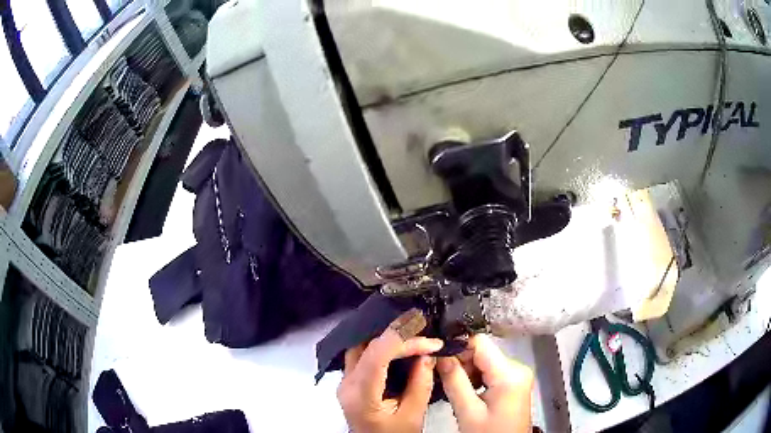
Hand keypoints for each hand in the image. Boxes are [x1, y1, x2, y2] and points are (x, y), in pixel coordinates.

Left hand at [337, 309, 443, 432]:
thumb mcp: (412, 416)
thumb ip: (420, 384)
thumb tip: (428, 355)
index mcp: (360, 395)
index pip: (377, 355)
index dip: (405, 341)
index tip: (432, 341)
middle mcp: (346, 383)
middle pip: (367, 346)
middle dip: (398, 336)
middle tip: (425, 333)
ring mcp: (345, 382)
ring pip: (362, 347)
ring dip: (388, 339)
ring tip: (414, 335)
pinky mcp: (349, 382)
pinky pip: (362, 355)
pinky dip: (381, 347)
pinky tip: (399, 347)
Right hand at [437, 334, 533, 432]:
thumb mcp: (467, 411)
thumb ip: (454, 380)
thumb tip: (439, 353)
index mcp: (510, 373)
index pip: (479, 342)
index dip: (457, 347)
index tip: (438, 359)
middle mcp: (518, 368)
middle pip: (483, 352)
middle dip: (461, 363)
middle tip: (443, 378)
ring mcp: (518, 375)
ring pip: (485, 361)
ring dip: (467, 372)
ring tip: (456, 390)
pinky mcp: (515, 382)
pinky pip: (492, 371)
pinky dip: (477, 378)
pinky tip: (468, 393)